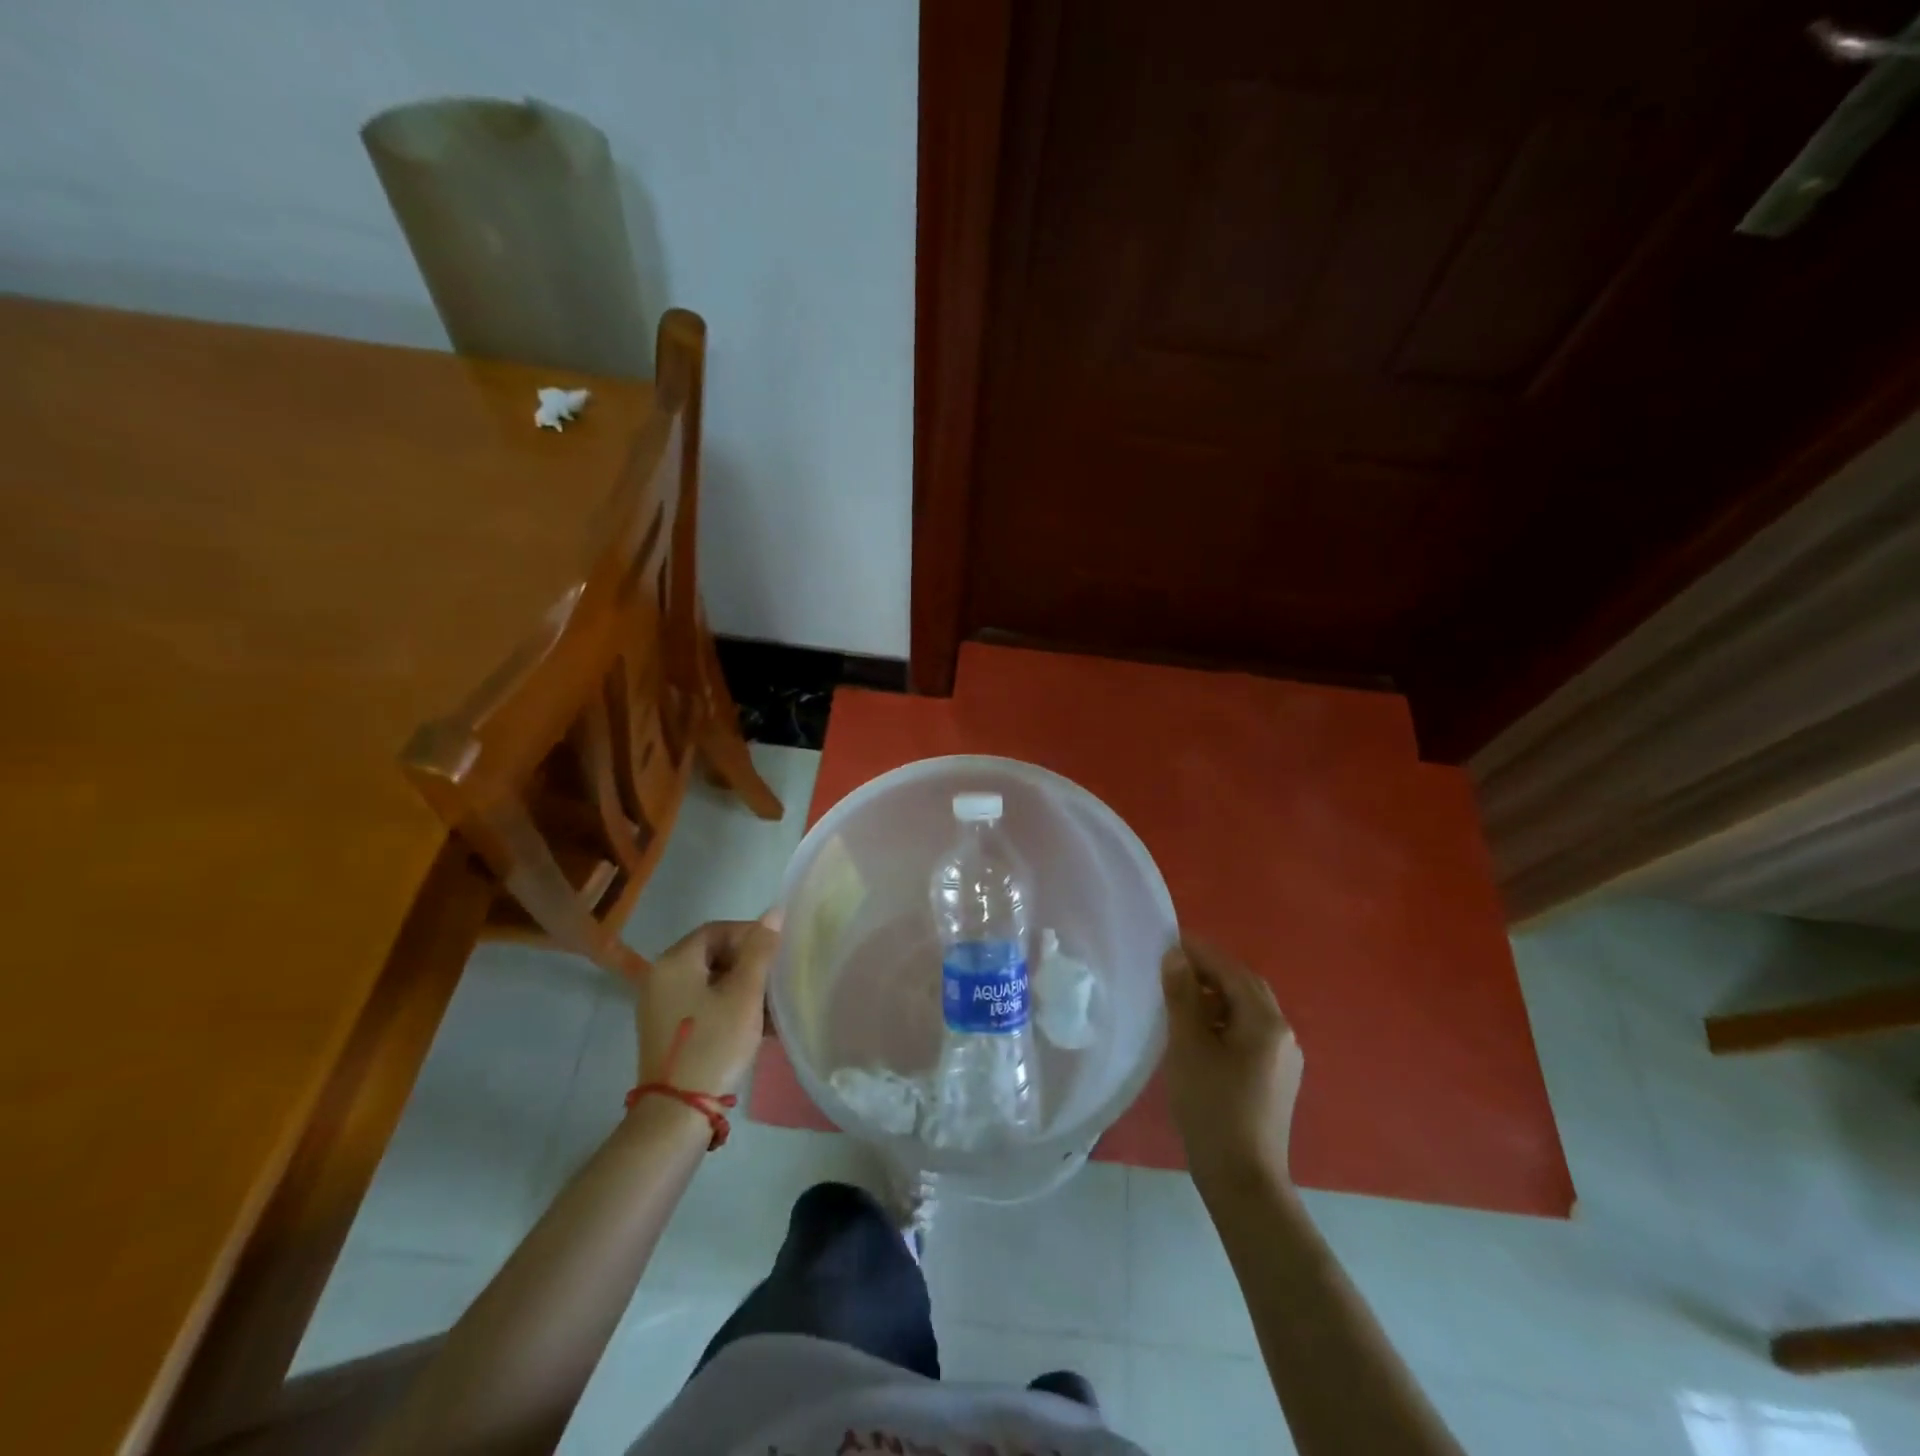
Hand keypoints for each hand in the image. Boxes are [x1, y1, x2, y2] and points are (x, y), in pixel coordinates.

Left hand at [632, 913, 781, 1097]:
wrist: (677, 1114)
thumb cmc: (714, 1044)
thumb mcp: (744, 995)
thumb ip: (760, 951)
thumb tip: (774, 912)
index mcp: (675, 962)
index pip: (717, 930)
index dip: (750, 934)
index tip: (777, 952)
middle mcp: (660, 977)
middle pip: (712, 954)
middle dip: (748, 963)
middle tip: (776, 979)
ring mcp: (660, 1006)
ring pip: (709, 981)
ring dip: (741, 987)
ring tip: (771, 1005)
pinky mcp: (666, 1030)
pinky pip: (701, 1004)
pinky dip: (727, 1006)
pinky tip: (755, 1024)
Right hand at [1161, 937, 1303, 1187]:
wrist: (1243, 1179)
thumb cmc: (1212, 1107)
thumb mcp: (1188, 1046)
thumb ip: (1182, 996)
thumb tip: (1175, 956)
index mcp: (1265, 1021)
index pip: (1231, 970)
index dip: (1200, 952)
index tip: (1169, 940)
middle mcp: (1283, 1032)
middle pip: (1245, 987)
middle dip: (1211, 971)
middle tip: (1173, 965)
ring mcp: (1284, 1057)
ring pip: (1248, 1010)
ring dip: (1217, 995)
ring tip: (1180, 995)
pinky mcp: (1277, 1078)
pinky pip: (1250, 1032)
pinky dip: (1225, 1019)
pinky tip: (1200, 1031)